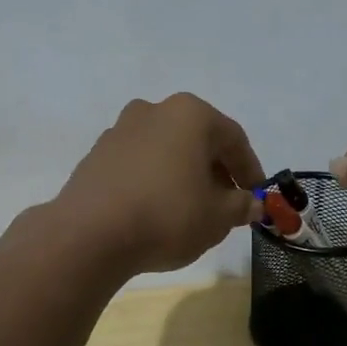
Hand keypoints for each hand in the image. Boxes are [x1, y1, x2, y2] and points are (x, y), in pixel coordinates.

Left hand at [53, 93, 265, 275]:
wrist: (89, 234)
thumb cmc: (167, 216)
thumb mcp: (217, 217)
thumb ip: (240, 206)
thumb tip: (252, 204)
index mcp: (190, 114)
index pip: (233, 139)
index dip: (250, 170)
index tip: (257, 197)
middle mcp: (153, 110)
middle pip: (197, 139)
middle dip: (216, 170)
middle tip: (226, 204)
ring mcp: (120, 130)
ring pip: (166, 150)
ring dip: (184, 174)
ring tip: (191, 209)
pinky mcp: (96, 155)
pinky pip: (138, 164)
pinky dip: (154, 180)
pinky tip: (156, 210)